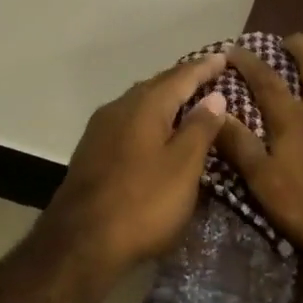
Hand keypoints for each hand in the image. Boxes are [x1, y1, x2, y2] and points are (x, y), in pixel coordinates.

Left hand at [39, 53, 229, 280]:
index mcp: (145, 104)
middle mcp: (120, 107)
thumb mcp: (183, 167)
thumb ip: (200, 128)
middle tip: (209, 76)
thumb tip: (214, 96)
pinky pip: (129, 121)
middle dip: (184, 79)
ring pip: (140, 103)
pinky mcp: (92, 151)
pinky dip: (150, 118)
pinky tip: (157, 132)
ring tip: (187, 101)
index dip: (205, 67)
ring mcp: (101, 129)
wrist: (78, 245)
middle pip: (158, 85)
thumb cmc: (142, 203)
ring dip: (165, 99)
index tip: (224, 57)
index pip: (182, 76)